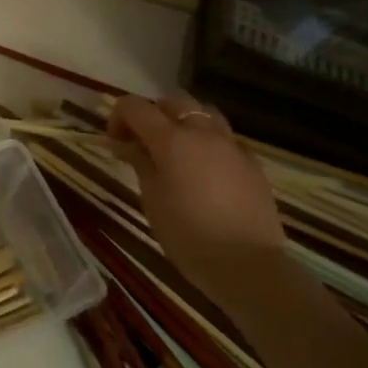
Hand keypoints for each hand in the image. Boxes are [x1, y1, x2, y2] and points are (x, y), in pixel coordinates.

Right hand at [109, 92, 286, 297]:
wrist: (249, 266)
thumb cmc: (189, 236)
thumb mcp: (152, 199)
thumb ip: (139, 163)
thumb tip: (125, 143)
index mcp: (171, 139)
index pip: (135, 107)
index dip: (118, 117)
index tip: (115, 141)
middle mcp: (202, 132)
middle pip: (173, 101)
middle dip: (153, 114)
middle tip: (143, 142)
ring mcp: (231, 145)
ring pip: (203, 113)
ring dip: (184, 122)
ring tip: (177, 149)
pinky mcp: (252, 162)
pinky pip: (225, 138)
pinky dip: (209, 142)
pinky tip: (205, 170)